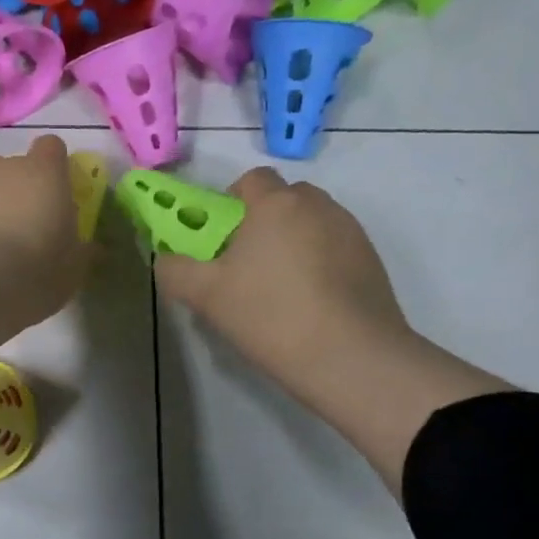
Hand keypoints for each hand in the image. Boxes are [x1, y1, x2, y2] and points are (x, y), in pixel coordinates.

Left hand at [0, 135, 88, 360]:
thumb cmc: (33, 272)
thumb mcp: (73, 271)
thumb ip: (82, 251)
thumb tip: (92, 247)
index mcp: (44, 173)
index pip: (52, 148)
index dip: (55, 168)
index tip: (56, 196)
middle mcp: (2, 166)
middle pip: (14, 168)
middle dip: (18, 191)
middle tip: (23, 231)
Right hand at [154, 168, 509, 495]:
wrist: (352, 358)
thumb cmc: (270, 315)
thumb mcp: (204, 296)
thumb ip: (174, 269)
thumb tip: (166, 259)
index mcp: (276, 204)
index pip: (251, 179)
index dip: (231, 202)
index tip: (221, 239)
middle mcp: (317, 206)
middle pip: (283, 199)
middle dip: (263, 222)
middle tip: (246, 265)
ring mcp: (351, 231)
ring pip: (310, 224)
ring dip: (292, 242)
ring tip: (280, 290)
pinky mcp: (372, 260)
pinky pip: (334, 248)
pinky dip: (318, 264)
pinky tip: (310, 305)